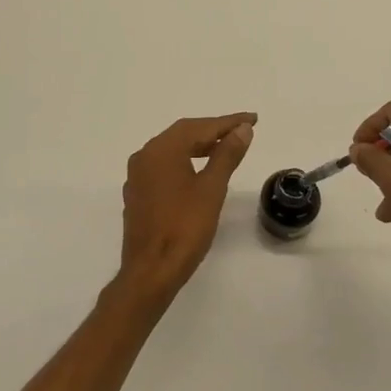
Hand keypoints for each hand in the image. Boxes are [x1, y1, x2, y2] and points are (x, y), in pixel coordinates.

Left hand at [118, 112, 256, 298]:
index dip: (228, 122)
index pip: (199, 127)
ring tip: (226, 148)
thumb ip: (226, 155)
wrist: (151, 271)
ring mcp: (138, 176)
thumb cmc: (184, 228)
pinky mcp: (138, 194)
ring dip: (199, 145)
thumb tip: (242, 129)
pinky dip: (185, 161)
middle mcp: (144, 156)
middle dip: (213, 131)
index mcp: (161, 150)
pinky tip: (199, 170)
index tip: (252, 119)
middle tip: (242, 131)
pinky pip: (164, 166)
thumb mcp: (212, 189)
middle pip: (183, 134)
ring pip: (172, 150)